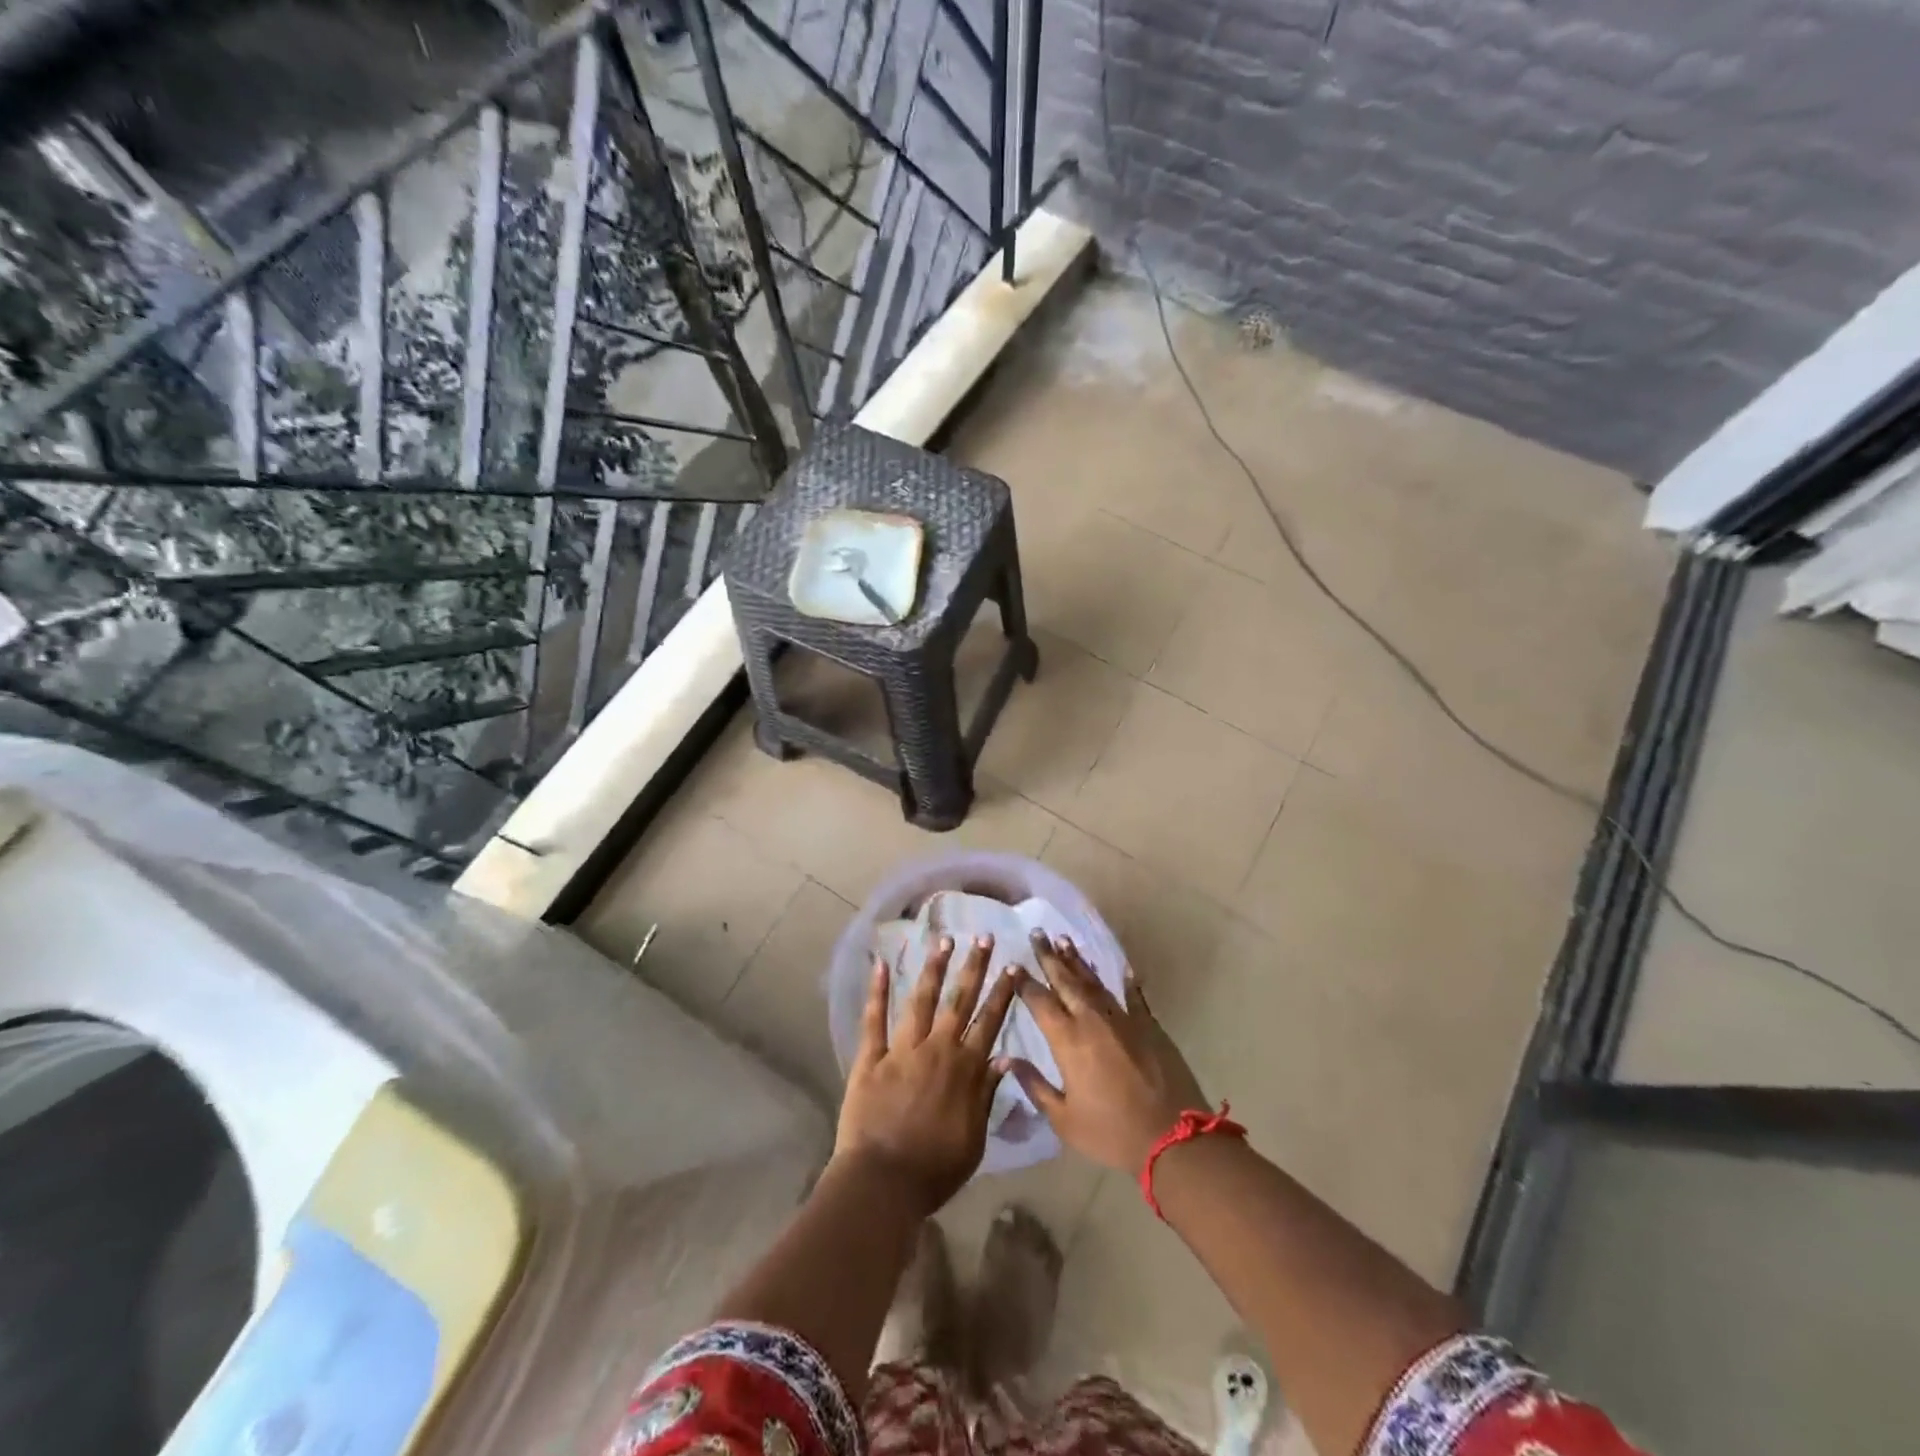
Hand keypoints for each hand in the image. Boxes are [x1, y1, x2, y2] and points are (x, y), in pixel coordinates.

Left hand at [834, 934, 1022, 1216]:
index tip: (1012, 967)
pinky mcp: (871, 1058)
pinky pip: (874, 1019)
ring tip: (944, 940)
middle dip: (974, 967)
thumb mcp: (974, 1139)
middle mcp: (937, 1049)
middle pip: (959, 1001)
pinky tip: (881, 964)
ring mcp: (902, 1049)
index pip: (989, 1022)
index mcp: (964, 1069)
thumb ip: (987, 1095)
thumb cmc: (934, 1170)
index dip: (1002, 993)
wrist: (882, 1182)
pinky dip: (878, 991)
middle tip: (984, 937)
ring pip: (922, 1000)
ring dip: (934, 968)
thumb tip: (1003, 1058)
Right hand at [1010, 933, 1209, 1173]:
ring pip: (1094, 982)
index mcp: (1068, 1040)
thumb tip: (1009, 1059)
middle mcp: (1092, 1020)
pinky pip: (1134, 997)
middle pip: (1066, 980)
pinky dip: (1127, 982)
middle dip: (1049, 956)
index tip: (1013, 965)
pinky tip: (1123, 969)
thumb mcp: (1065, 1119)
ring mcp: (1123, 1018)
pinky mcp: (1149, 1025)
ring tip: (1064, 940)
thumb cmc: (1112, 1132)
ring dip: (1078, 961)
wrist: (1173, 1137)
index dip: (1024, 982)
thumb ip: (1035, 1086)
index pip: (1040, 1001)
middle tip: (1037, 933)